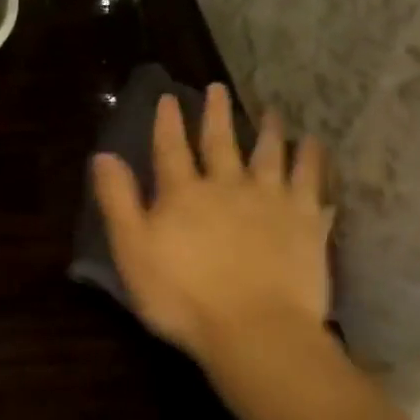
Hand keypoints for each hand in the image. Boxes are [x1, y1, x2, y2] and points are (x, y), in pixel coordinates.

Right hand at [92, 85, 332, 365]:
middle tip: (218, 88)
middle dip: (217, 114)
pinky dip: (312, 161)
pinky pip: (311, 182)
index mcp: (183, 193)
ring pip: (270, 154)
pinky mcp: (305, 222)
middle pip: (221, 141)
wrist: (255, 330)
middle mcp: (227, 185)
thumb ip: (118, 201)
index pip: (171, 148)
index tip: (169, 98)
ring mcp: (271, 201)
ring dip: (269, 130)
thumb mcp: (132, 251)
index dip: (167, 122)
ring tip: (272, 112)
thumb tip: (104, 155)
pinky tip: (315, 147)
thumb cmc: (183, 297)